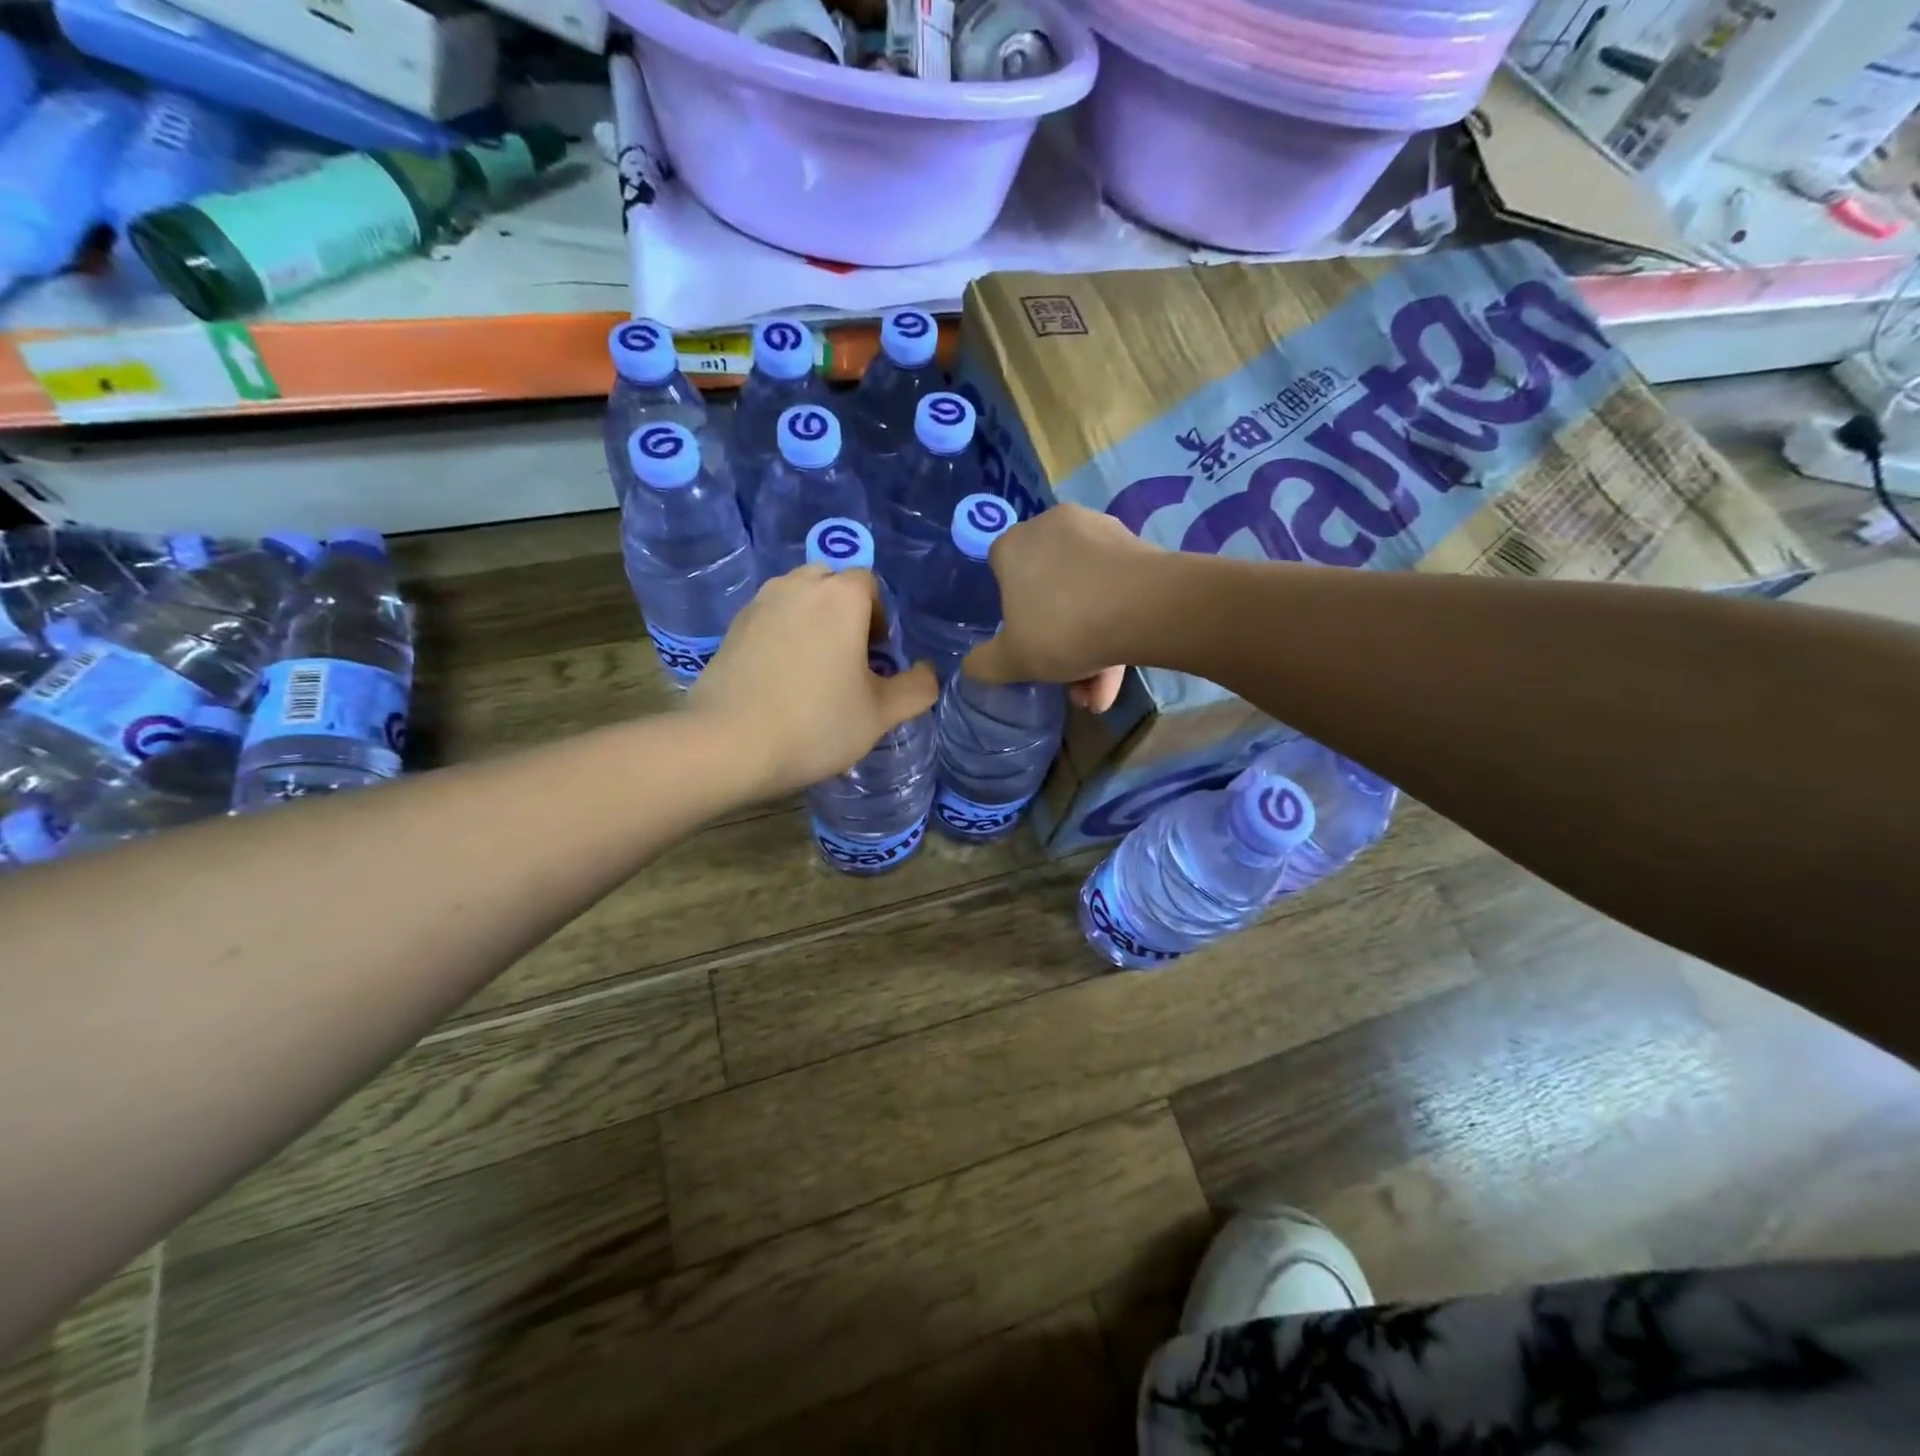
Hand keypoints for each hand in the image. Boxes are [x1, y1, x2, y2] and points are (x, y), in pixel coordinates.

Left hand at [691, 565, 937, 797]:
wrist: (729, 744)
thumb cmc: (816, 723)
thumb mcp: (880, 714)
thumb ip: (917, 688)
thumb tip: (927, 672)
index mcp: (840, 597)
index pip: (870, 584)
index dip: (880, 618)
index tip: (876, 658)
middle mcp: (797, 586)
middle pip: (831, 583)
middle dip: (846, 612)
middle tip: (848, 658)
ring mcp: (760, 603)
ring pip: (797, 597)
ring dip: (813, 620)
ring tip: (815, 667)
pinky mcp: (732, 626)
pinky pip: (770, 616)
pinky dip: (783, 634)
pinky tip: (782, 677)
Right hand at [962, 504, 1156, 712]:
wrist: (1147, 608)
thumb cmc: (1064, 627)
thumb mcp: (1012, 660)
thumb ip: (985, 664)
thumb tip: (971, 666)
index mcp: (1014, 544)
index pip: (999, 571)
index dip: (1009, 610)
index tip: (1023, 641)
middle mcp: (1053, 527)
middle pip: (1047, 587)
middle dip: (1057, 639)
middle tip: (1066, 678)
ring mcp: (1099, 533)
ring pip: (1085, 595)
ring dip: (1089, 645)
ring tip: (1098, 694)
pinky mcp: (1137, 547)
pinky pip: (1115, 591)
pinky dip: (1114, 628)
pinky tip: (1119, 673)